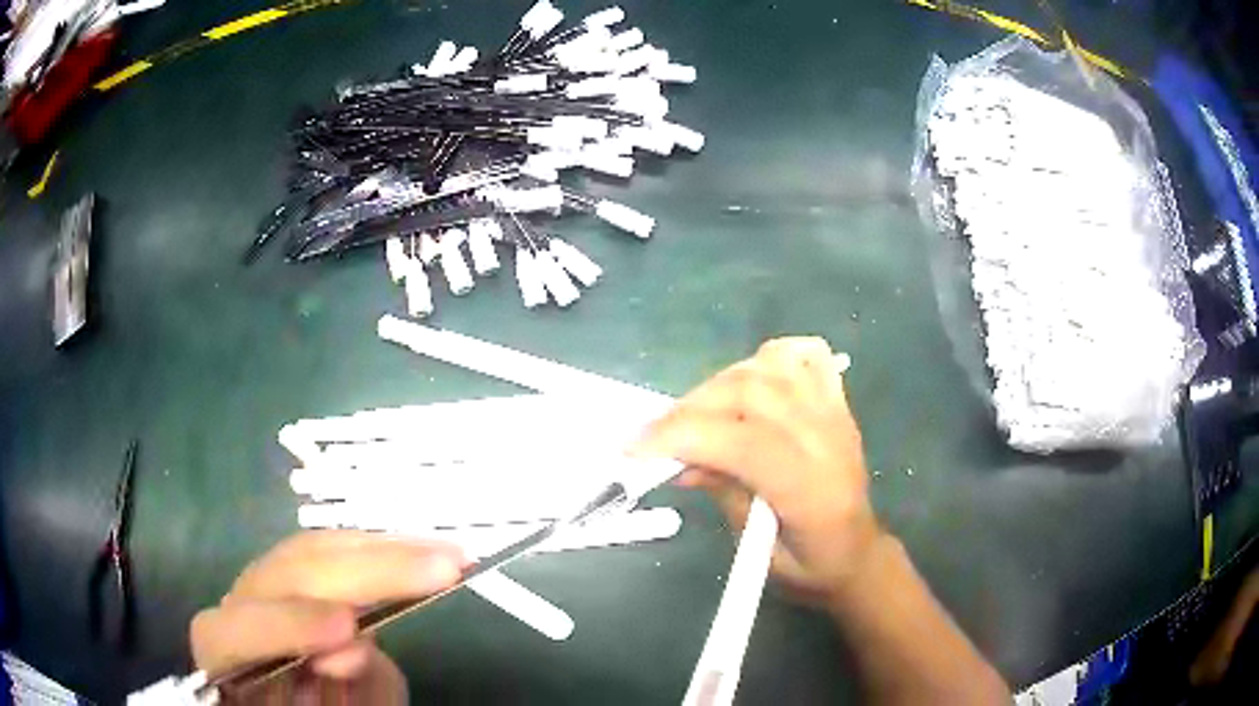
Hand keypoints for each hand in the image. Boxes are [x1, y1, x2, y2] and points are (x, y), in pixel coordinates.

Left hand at [190, 531, 463, 703]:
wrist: (285, 698)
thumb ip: (338, 693)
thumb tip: (352, 650)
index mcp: (226, 651)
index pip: (239, 630)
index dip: (289, 626)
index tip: (349, 630)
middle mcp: (238, 604)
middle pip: (287, 570)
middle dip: (364, 569)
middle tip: (443, 567)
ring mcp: (265, 584)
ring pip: (312, 549)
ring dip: (382, 549)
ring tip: (446, 553)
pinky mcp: (296, 576)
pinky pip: (331, 554)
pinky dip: (378, 551)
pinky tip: (418, 550)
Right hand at [633, 337, 878, 604]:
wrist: (858, 552)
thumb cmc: (809, 565)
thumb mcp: (759, 552)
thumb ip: (726, 495)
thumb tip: (681, 461)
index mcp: (810, 489)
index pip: (742, 443)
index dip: (682, 437)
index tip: (633, 449)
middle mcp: (826, 439)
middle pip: (751, 393)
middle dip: (689, 409)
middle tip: (655, 435)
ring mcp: (835, 413)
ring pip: (770, 366)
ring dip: (720, 382)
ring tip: (696, 414)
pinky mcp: (837, 401)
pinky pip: (806, 355)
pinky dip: (769, 357)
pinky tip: (748, 380)